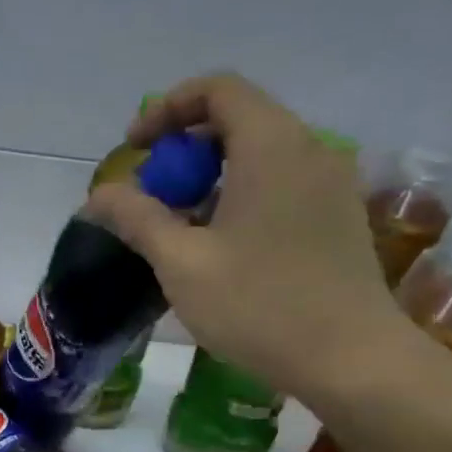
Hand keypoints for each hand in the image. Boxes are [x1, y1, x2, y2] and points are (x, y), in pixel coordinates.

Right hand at [86, 73, 410, 402]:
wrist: (352, 361)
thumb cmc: (259, 305)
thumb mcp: (181, 263)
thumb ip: (137, 218)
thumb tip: (99, 195)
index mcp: (271, 145)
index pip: (217, 90)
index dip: (166, 109)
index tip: (133, 149)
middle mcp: (309, 150)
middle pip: (238, 120)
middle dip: (183, 148)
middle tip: (151, 193)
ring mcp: (332, 184)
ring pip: (260, 155)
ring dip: (211, 176)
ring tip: (179, 225)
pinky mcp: (339, 217)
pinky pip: (282, 183)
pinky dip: (242, 194)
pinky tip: (222, 245)